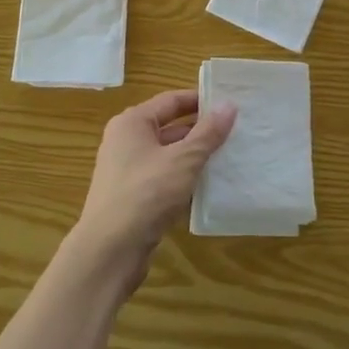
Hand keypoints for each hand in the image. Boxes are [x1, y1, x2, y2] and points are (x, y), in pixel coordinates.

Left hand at [68, 89, 235, 295]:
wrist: (110, 249)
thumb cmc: (146, 193)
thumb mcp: (183, 160)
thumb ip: (208, 133)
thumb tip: (229, 105)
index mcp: (132, 123)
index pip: (171, 101)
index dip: (200, 100)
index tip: (230, 103)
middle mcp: (126, 141)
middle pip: (170, 127)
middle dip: (202, 130)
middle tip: (237, 131)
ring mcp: (128, 171)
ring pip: (169, 156)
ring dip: (196, 157)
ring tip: (231, 157)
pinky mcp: (134, 197)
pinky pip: (165, 179)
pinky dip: (185, 180)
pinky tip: (211, 187)